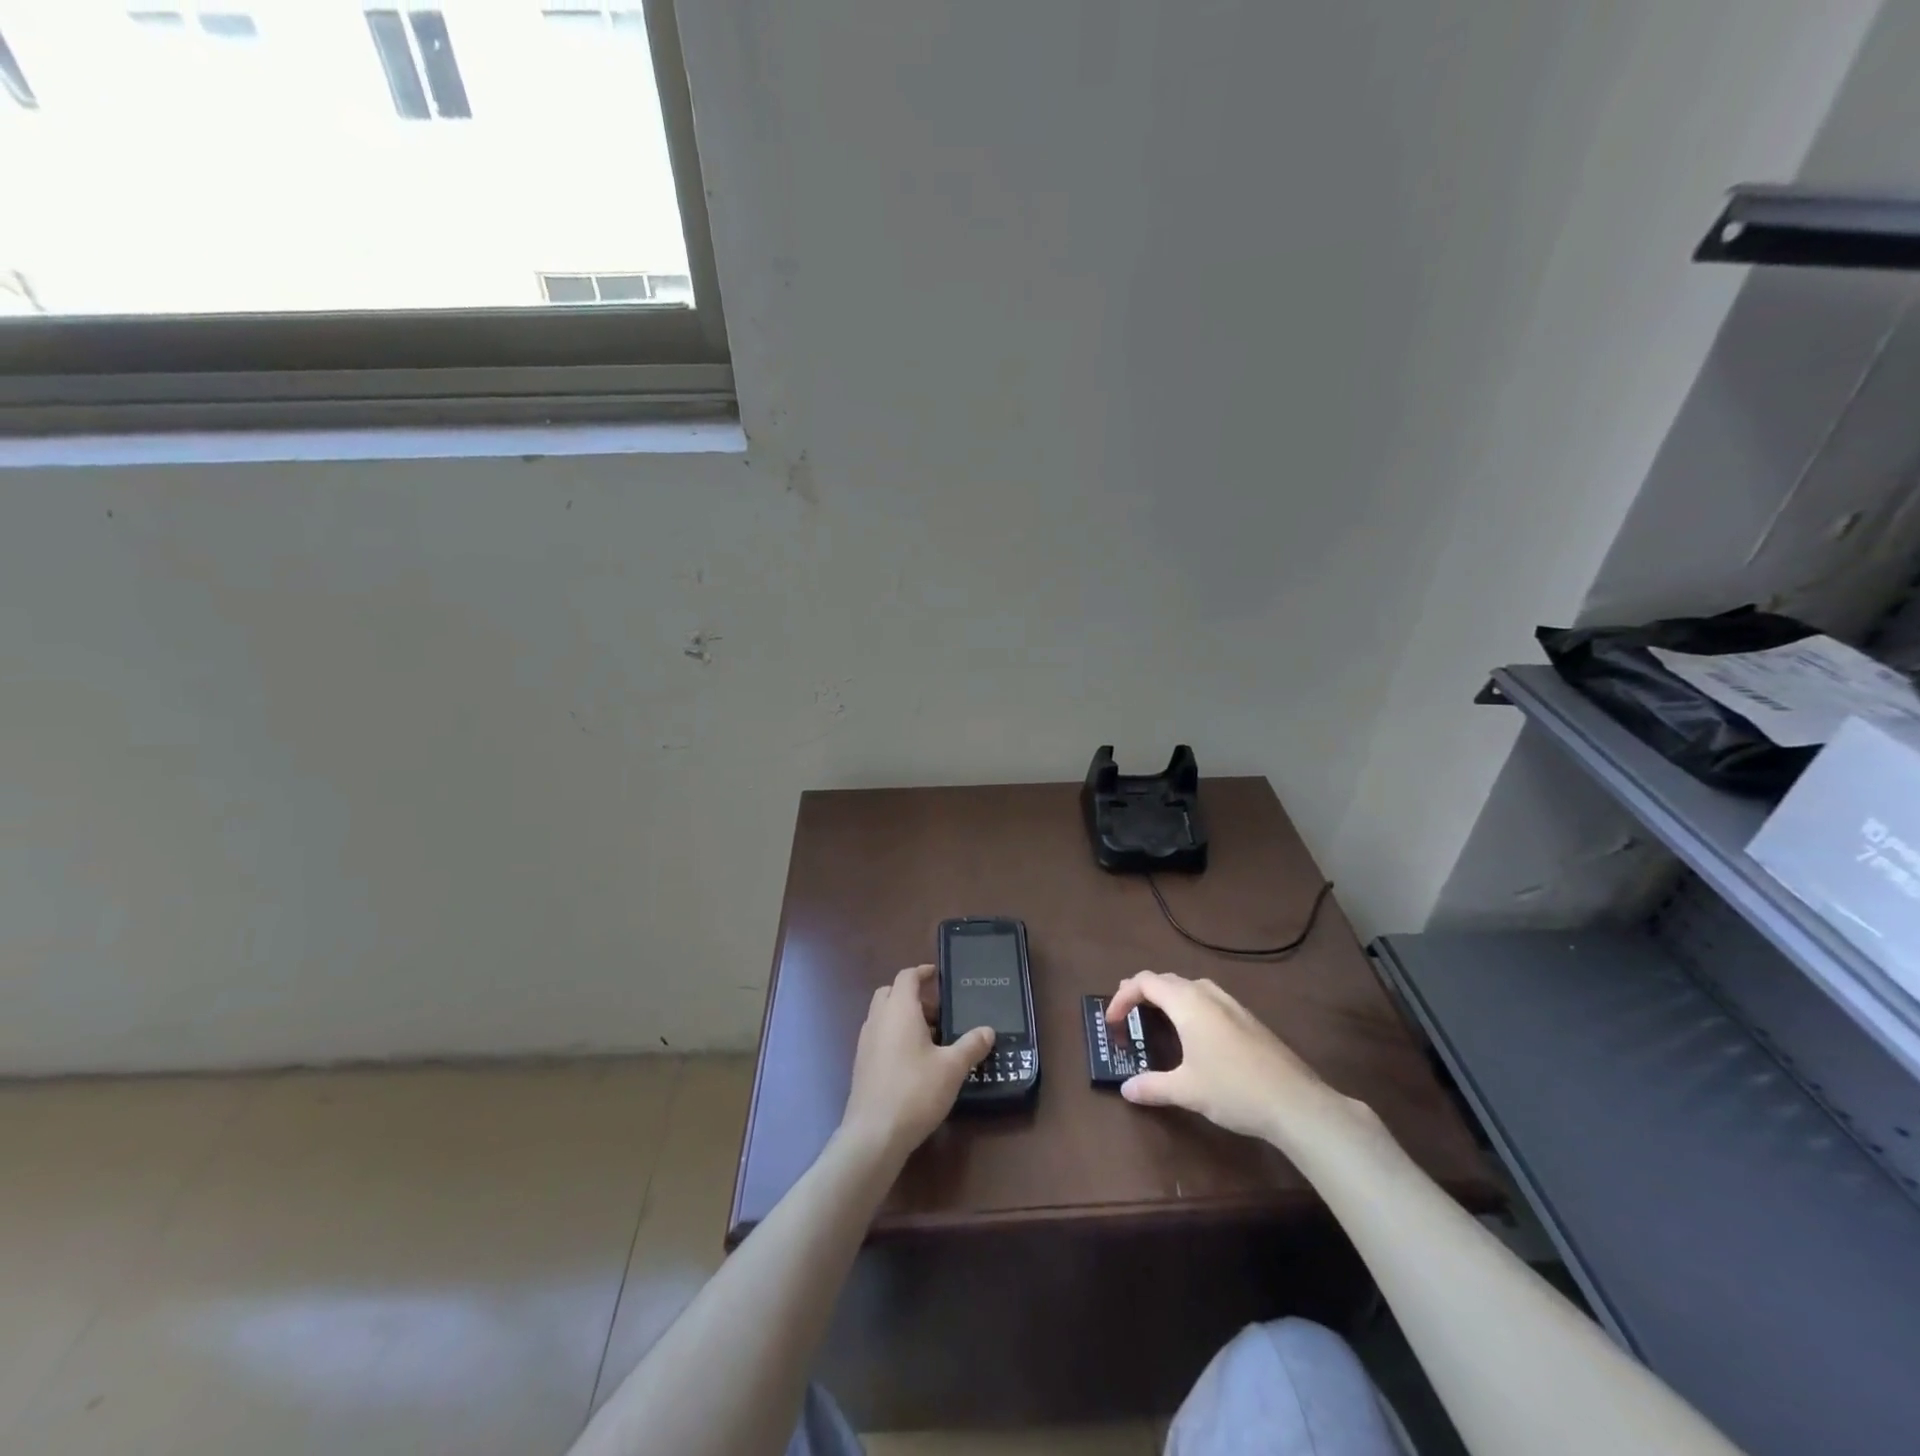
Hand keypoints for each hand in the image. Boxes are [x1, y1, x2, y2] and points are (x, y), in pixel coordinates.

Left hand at [840, 965, 993, 1161]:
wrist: (874, 1133)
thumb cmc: (916, 1091)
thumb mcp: (952, 1068)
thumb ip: (971, 1045)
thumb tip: (988, 1030)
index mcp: (900, 1010)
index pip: (907, 976)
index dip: (922, 972)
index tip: (937, 974)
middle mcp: (878, 1019)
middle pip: (890, 992)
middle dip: (912, 995)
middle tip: (937, 1011)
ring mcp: (866, 1042)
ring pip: (883, 1015)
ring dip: (903, 1016)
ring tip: (930, 1038)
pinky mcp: (861, 1064)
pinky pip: (878, 1036)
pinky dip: (894, 1035)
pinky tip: (913, 1060)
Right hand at [1107, 970, 1357, 1144]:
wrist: (1296, 1103)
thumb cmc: (1233, 1090)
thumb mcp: (1186, 1091)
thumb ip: (1152, 1087)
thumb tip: (1126, 1089)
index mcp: (1187, 1003)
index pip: (1144, 982)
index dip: (1122, 997)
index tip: (1111, 1022)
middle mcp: (1208, 994)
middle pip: (1166, 980)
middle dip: (1142, 993)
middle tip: (1126, 1013)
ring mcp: (1232, 1004)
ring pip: (1189, 987)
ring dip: (1167, 997)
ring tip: (1155, 1017)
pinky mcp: (1248, 1019)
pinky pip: (1207, 999)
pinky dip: (1188, 1005)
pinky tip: (1193, 1033)